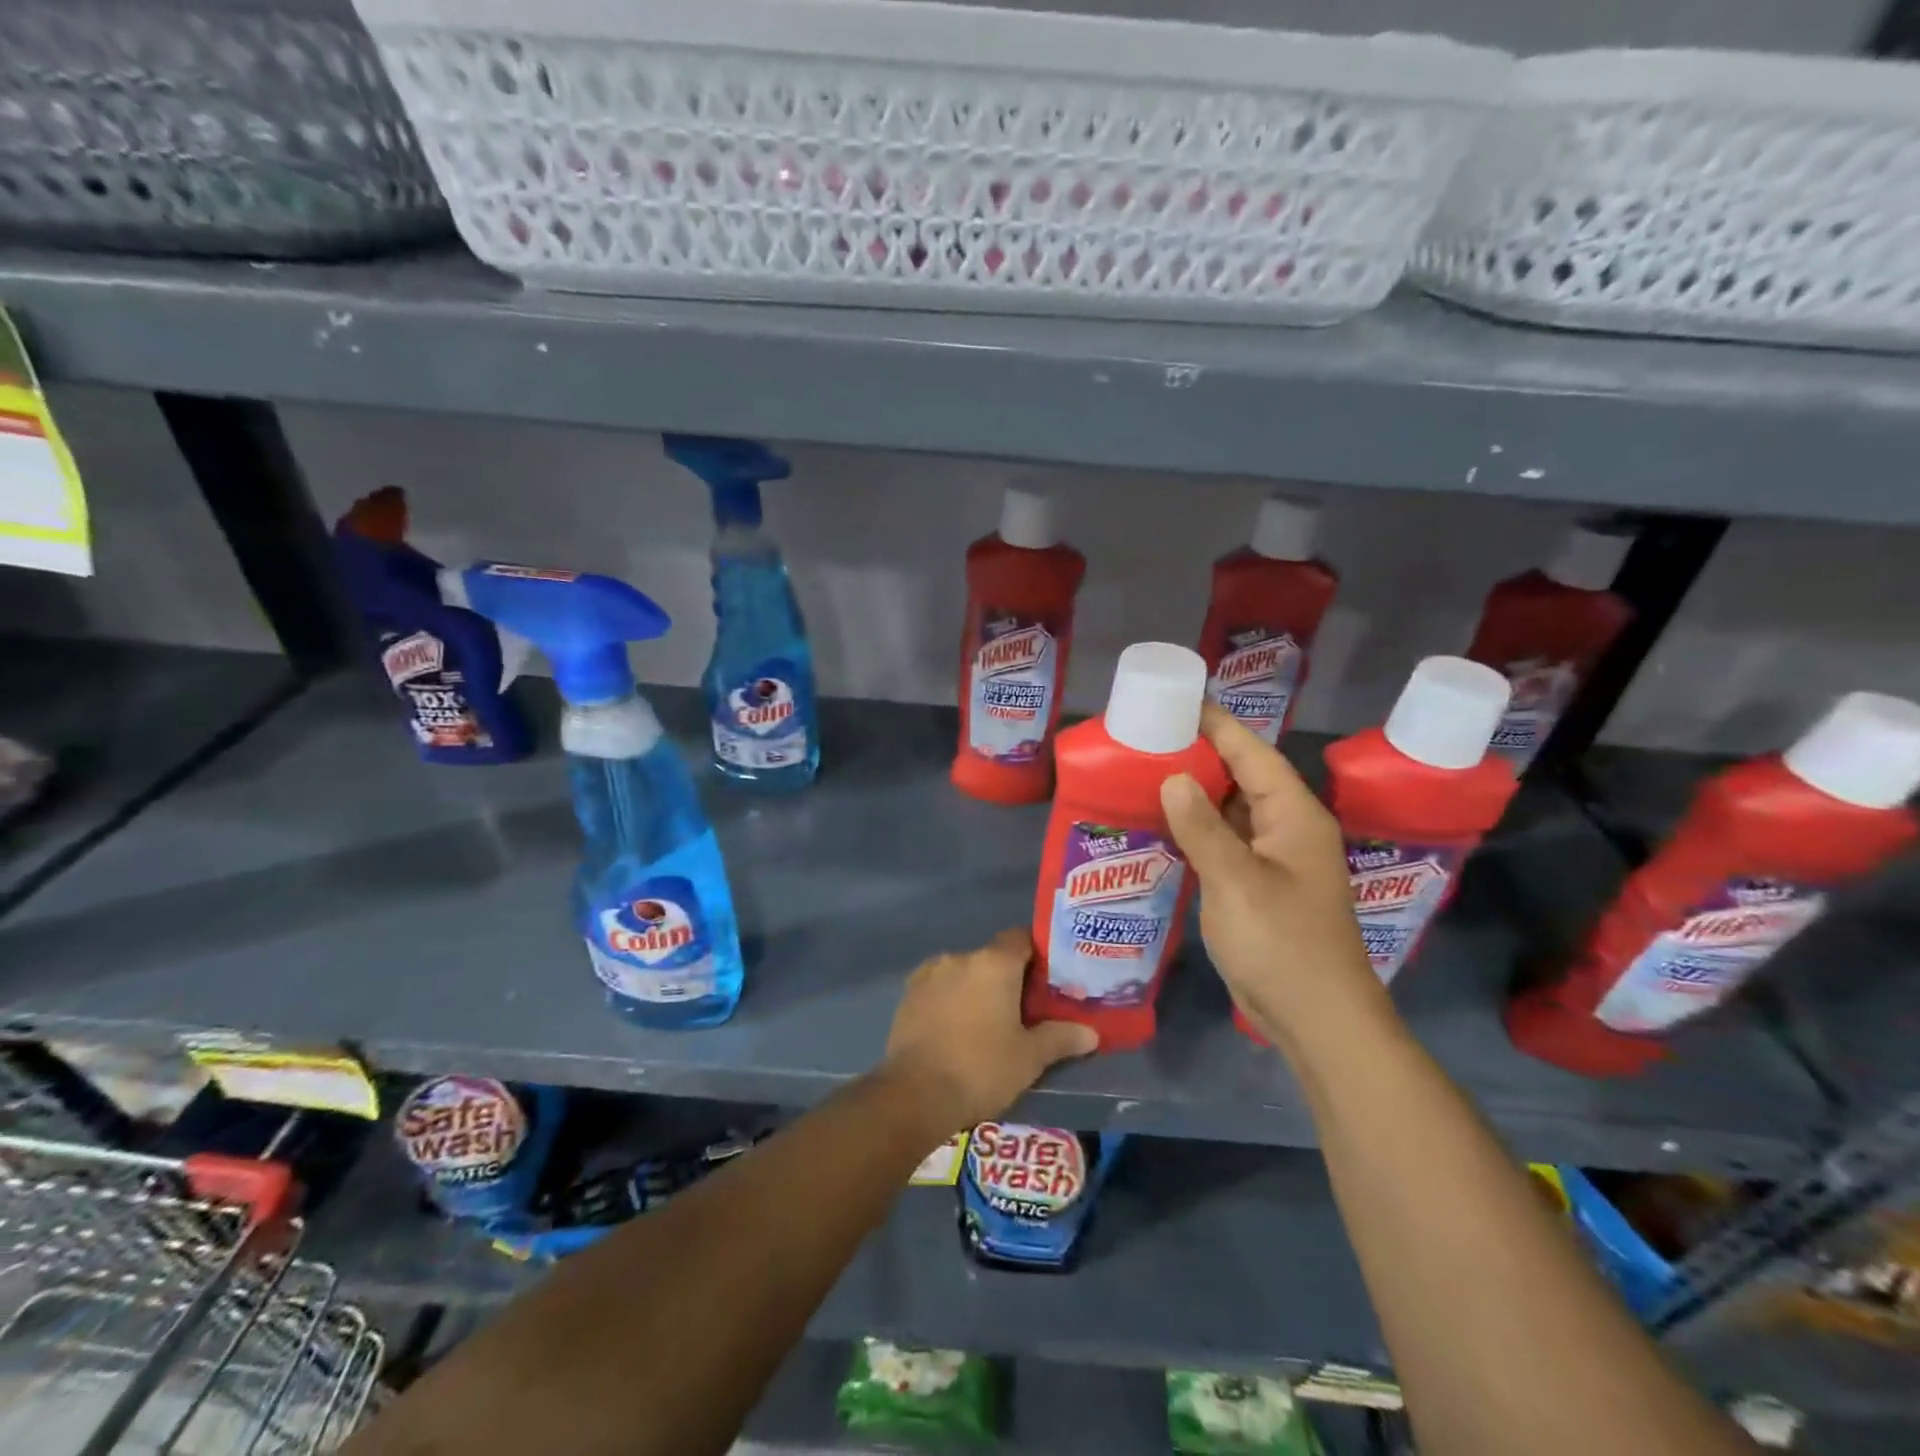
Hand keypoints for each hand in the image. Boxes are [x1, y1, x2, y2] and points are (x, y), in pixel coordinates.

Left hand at [883, 928, 1097, 1134]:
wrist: (915, 1094)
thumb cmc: (981, 1069)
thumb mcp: (1029, 1058)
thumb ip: (1061, 1038)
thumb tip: (1091, 1033)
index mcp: (994, 963)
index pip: (1021, 938)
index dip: (1036, 954)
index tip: (1046, 979)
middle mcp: (960, 957)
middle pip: (992, 958)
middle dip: (1006, 979)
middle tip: (1022, 1011)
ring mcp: (929, 974)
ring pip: (963, 973)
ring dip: (975, 990)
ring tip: (986, 1025)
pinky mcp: (908, 994)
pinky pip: (938, 988)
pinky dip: (949, 1001)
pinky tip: (955, 1031)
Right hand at [1159, 705, 1382, 1046]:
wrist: (1316, 1018)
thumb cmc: (1282, 943)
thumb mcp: (1236, 881)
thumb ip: (1202, 828)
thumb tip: (1173, 778)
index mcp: (1294, 816)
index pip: (1253, 753)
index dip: (1217, 725)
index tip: (1178, 700)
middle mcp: (1287, 829)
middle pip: (1242, 777)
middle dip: (1200, 754)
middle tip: (1149, 736)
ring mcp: (1273, 860)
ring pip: (1230, 811)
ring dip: (1195, 793)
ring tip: (1146, 772)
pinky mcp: (1257, 886)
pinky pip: (1224, 842)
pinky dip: (1195, 829)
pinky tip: (1162, 826)